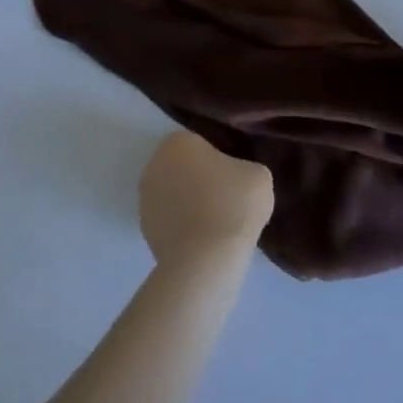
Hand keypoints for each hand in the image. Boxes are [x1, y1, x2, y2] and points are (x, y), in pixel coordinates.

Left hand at [138, 131, 274, 268]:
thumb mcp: (258, 174)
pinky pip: (171, 221)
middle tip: (228, 198)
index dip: (221, 158)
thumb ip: (244, 167)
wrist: (206, 259)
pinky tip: (204, 240)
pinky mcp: (144, 232)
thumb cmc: (233, 204)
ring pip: (175, 194)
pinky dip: (183, 226)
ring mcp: (145, 201)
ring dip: (190, 203)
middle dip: (201, 179)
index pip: (201, 143)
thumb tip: (237, 178)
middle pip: (184, 168)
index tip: (236, 177)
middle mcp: (154, 165)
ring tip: (217, 223)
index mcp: (178, 142)